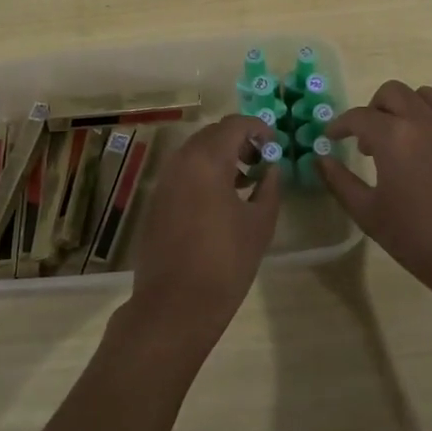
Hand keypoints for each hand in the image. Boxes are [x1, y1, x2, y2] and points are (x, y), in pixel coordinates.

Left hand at [125, 115, 280, 354]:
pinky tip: (221, 201)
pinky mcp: (156, 200)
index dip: (259, 128)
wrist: (174, 306)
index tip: (275, 145)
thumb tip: (271, 169)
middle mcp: (181, 161)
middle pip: (213, 134)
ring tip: (246, 182)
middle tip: (262, 161)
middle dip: (239, 141)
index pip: (235, 124)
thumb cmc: (225, 262)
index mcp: (207, 160)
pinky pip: (183, 172)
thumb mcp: (260, 223)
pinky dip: (204, 173)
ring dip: (221, 157)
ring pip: (196, 152)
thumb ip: (270, 186)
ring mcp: (164, 180)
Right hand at [320, 82, 431, 321]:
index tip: (333, 138)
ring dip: (409, 112)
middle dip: (375, 109)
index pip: (359, 116)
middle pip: (394, 93)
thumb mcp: (369, 214)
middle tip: (370, 138)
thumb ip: (339, 181)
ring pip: (429, 99)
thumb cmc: (420, 240)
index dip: (341, 125)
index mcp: (395, 136)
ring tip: (407, 142)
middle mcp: (429, 121)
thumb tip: (321, 159)